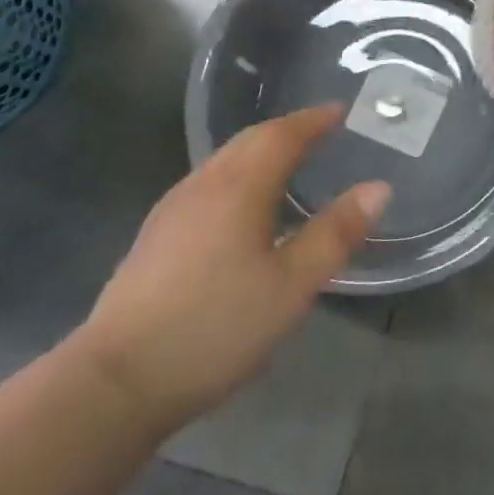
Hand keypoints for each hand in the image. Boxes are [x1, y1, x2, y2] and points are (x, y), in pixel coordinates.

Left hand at [73, 105, 387, 432]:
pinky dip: (239, 175)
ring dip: (261, 151)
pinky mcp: (156, 235)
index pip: (282, 134)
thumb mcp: (291, 286)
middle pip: (249, 140)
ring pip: (225, 161)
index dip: (314, 119)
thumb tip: (379, 187)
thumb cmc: (214, 327)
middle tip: (322, 131)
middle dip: (288, 129)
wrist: (114, 383)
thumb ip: (336, 233)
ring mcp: (173, 209)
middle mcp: (204, 184)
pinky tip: (245, 207)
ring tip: (290, 163)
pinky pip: (209, 183)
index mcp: (239, 186)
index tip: (341, 110)